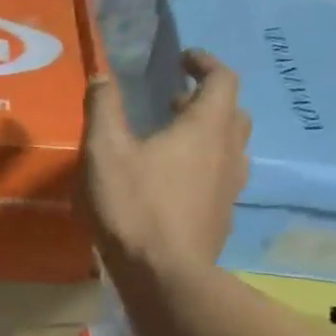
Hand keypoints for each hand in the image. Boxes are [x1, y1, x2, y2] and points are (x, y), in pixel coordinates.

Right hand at [80, 50, 250, 272]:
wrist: (165, 275)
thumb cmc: (134, 205)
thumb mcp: (105, 151)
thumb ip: (103, 108)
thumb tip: (102, 75)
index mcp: (206, 127)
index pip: (222, 79)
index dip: (204, 63)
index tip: (183, 59)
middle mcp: (229, 152)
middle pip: (232, 112)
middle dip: (206, 99)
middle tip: (175, 101)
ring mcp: (230, 188)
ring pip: (231, 148)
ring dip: (208, 135)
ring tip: (174, 141)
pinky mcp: (222, 217)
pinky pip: (221, 179)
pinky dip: (204, 167)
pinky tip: (174, 184)